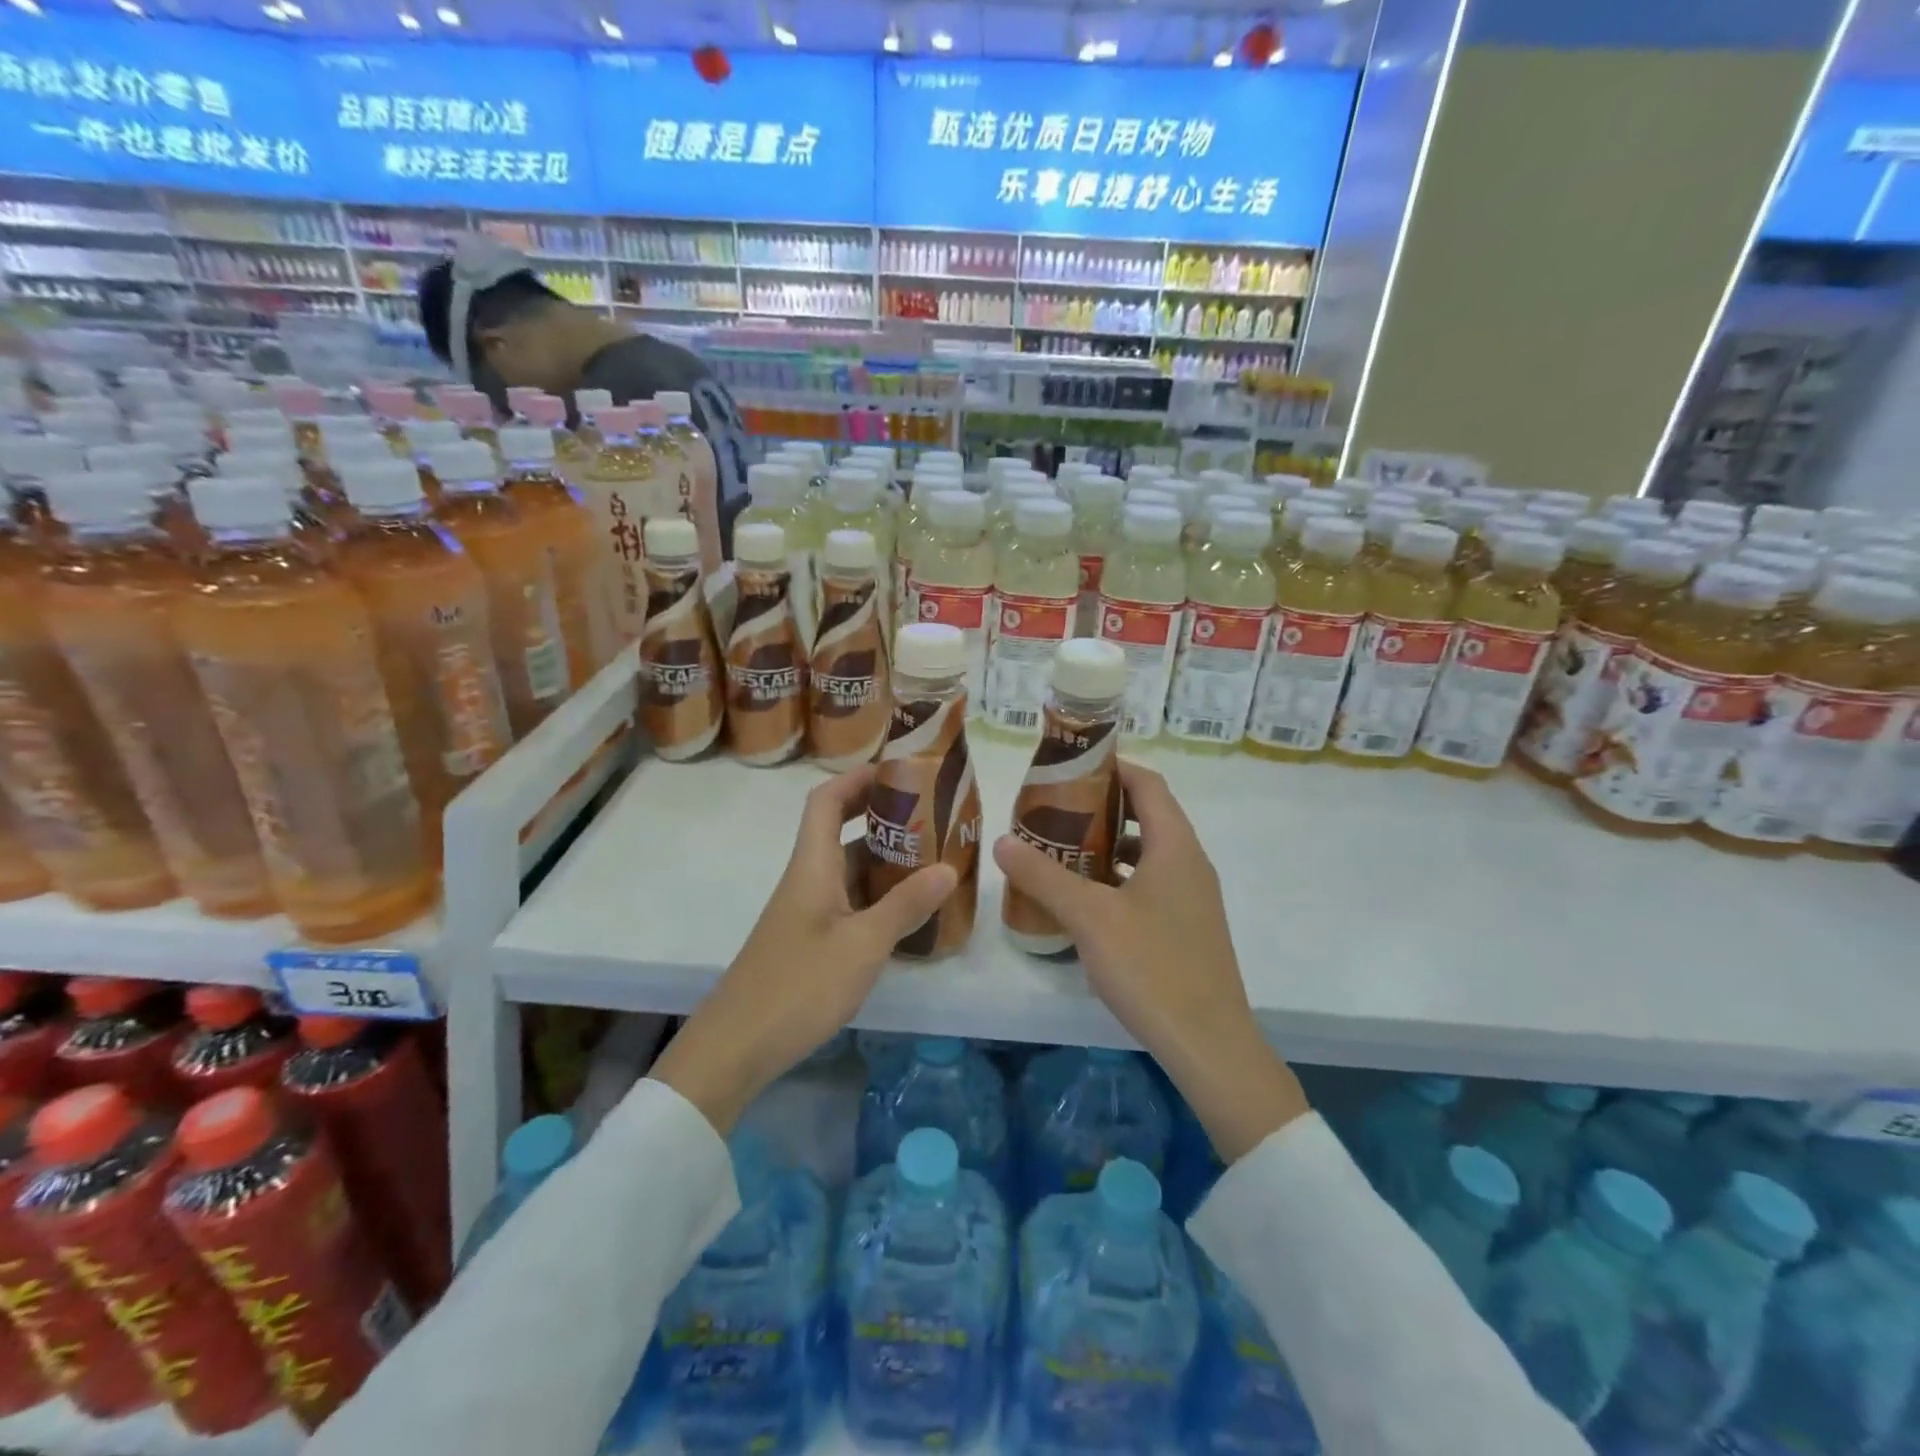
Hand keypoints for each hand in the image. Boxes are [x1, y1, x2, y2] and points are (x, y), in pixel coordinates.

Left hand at [651, 765, 957, 1132]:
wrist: (735, 1047)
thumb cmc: (798, 986)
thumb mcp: (862, 945)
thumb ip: (905, 906)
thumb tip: (948, 868)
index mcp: (812, 866)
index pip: (826, 801)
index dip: (858, 778)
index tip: (899, 770)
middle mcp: (807, 879)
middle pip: (840, 830)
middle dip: (882, 816)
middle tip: (931, 816)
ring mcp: (806, 911)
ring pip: (847, 869)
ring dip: (884, 858)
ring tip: (932, 858)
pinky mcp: (809, 940)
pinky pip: (847, 901)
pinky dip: (877, 895)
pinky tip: (907, 911)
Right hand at [993, 759, 1307, 1162]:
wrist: (1209, 1045)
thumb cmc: (1152, 968)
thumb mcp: (1090, 917)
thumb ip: (1044, 877)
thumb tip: (1002, 841)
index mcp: (1175, 847)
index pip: (1148, 784)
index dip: (1113, 767)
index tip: (1070, 766)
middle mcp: (1189, 864)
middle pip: (1147, 815)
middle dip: (1101, 807)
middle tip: (1053, 809)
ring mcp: (1192, 899)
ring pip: (1146, 854)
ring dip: (1107, 846)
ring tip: (1061, 850)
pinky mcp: (1186, 929)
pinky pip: (1149, 885)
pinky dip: (1117, 880)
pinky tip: (1084, 901)